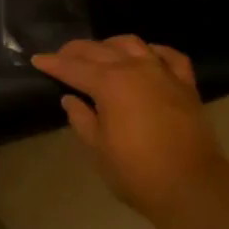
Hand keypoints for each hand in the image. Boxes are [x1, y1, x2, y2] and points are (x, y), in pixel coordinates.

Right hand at [31, 37, 228, 219]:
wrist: (190, 184)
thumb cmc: (136, 171)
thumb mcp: (98, 149)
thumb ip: (82, 119)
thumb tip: (70, 99)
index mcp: (109, 84)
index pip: (74, 67)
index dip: (53, 63)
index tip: (38, 60)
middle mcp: (135, 68)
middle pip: (100, 50)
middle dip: (77, 51)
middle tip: (62, 56)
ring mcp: (163, 73)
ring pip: (133, 44)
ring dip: (111, 44)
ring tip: (100, 52)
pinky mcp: (186, 84)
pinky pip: (169, 56)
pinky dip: (153, 51)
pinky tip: (147, 55)